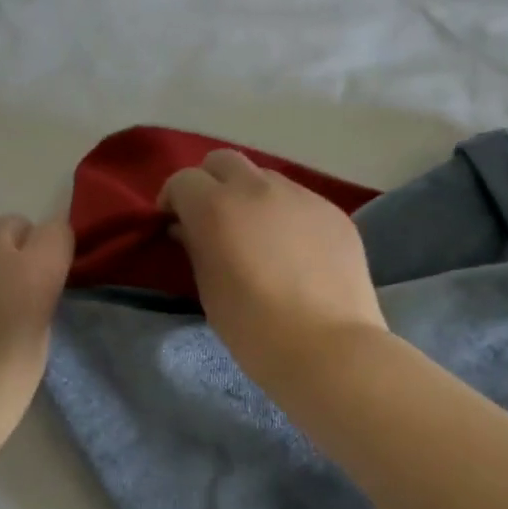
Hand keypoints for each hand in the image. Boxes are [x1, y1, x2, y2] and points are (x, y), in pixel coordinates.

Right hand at [159, 150, 386, 384]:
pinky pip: (300, 200)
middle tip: (213, 219)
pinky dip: (286, 214)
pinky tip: (295, 250)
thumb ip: (195, 247)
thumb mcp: (208, 289)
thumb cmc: (254, 328)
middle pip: (223, 161)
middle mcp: (257, 188)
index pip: (183, 180)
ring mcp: (301, 196)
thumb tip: (188, 227)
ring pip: (265, 178)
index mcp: (217, 207)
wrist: (328, 347)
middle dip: (210, 182)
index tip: (175, 224)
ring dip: (251, 196)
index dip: (174, 199)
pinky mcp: (333, 211)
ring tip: (258, 234)